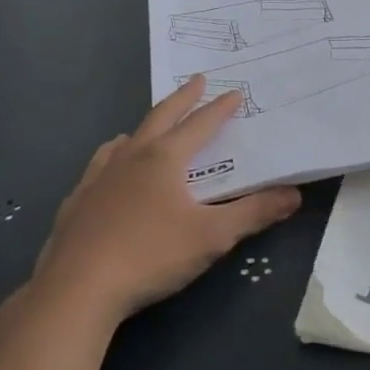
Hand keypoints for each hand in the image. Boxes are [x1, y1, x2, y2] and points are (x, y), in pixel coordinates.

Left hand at [32, 78, 300, 322]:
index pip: (200, 124)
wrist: (76, 289)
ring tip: (152, 126)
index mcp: (164, 158)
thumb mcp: (212, 237)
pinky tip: (110, 170)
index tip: (234, 92)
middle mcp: (131, 157)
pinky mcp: (77, 201)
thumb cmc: (150, 256)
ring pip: (126, 140)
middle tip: (197, 80)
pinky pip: (99, 166)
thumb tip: (293, 195)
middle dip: (183, 98)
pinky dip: (113, 157)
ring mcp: (98, 177)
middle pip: (161, 117)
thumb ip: (254, 213)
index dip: (220, 108)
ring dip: (146, 128)